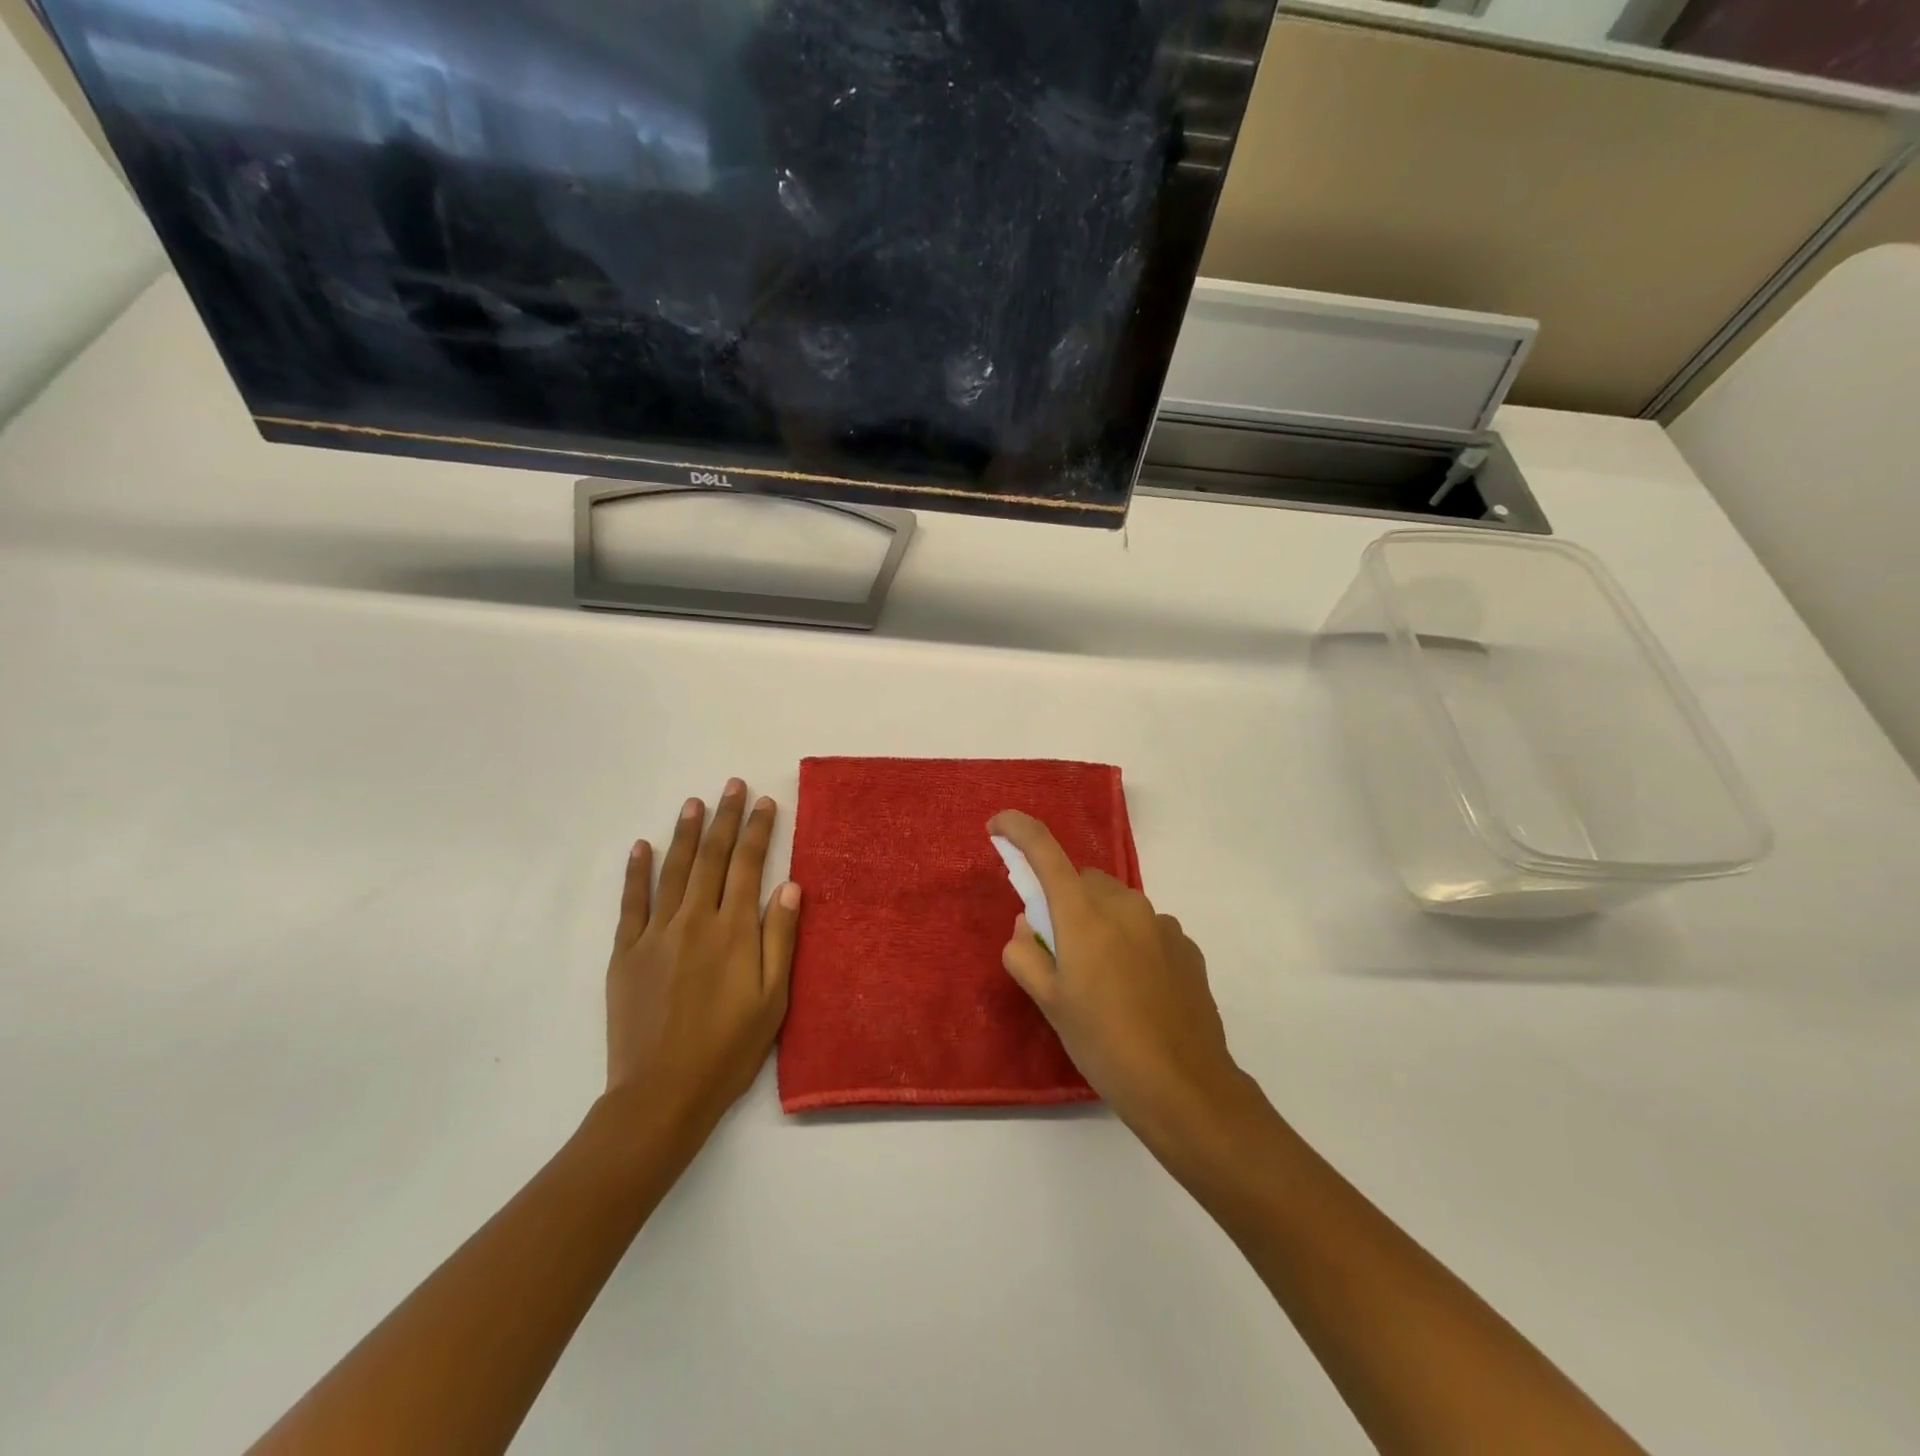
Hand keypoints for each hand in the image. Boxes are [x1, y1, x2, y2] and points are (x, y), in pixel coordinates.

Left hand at [604, 779, 800, 1145]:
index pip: (749, 866)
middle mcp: (695, 920)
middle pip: (712, 857)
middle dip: (725, 818)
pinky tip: (642, 846)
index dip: (759, 831)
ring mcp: (656, 934)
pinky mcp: (626, 953)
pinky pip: (632, 903)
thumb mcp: (773, 998)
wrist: (661, 1093)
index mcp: (734, 930)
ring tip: (694, 802)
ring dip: (685, 833)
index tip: (765, 802)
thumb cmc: (728, 1049)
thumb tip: (790, 885)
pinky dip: (636, 872)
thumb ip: (781, 939)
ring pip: (674, 870)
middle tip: (732, 786)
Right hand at [989, 810, 1253, 1149]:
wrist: (1184, 1086)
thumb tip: (1028, 926)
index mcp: (1083, 913)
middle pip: (1082, 880)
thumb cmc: (1104, 1043)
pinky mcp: (1186, 945)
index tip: (998, 827)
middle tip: (1058, 949)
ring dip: (1099, 922)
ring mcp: (1161, 923)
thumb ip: (1025, 954)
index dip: (1017, 829)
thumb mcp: (1049, 1003)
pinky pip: (1145, 927)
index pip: (1044, 849)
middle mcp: (1124, 904)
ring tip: (1101, 979)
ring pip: (1115, 904)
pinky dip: (1130, 941)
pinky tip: (1135, 989)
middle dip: (1064, 900)